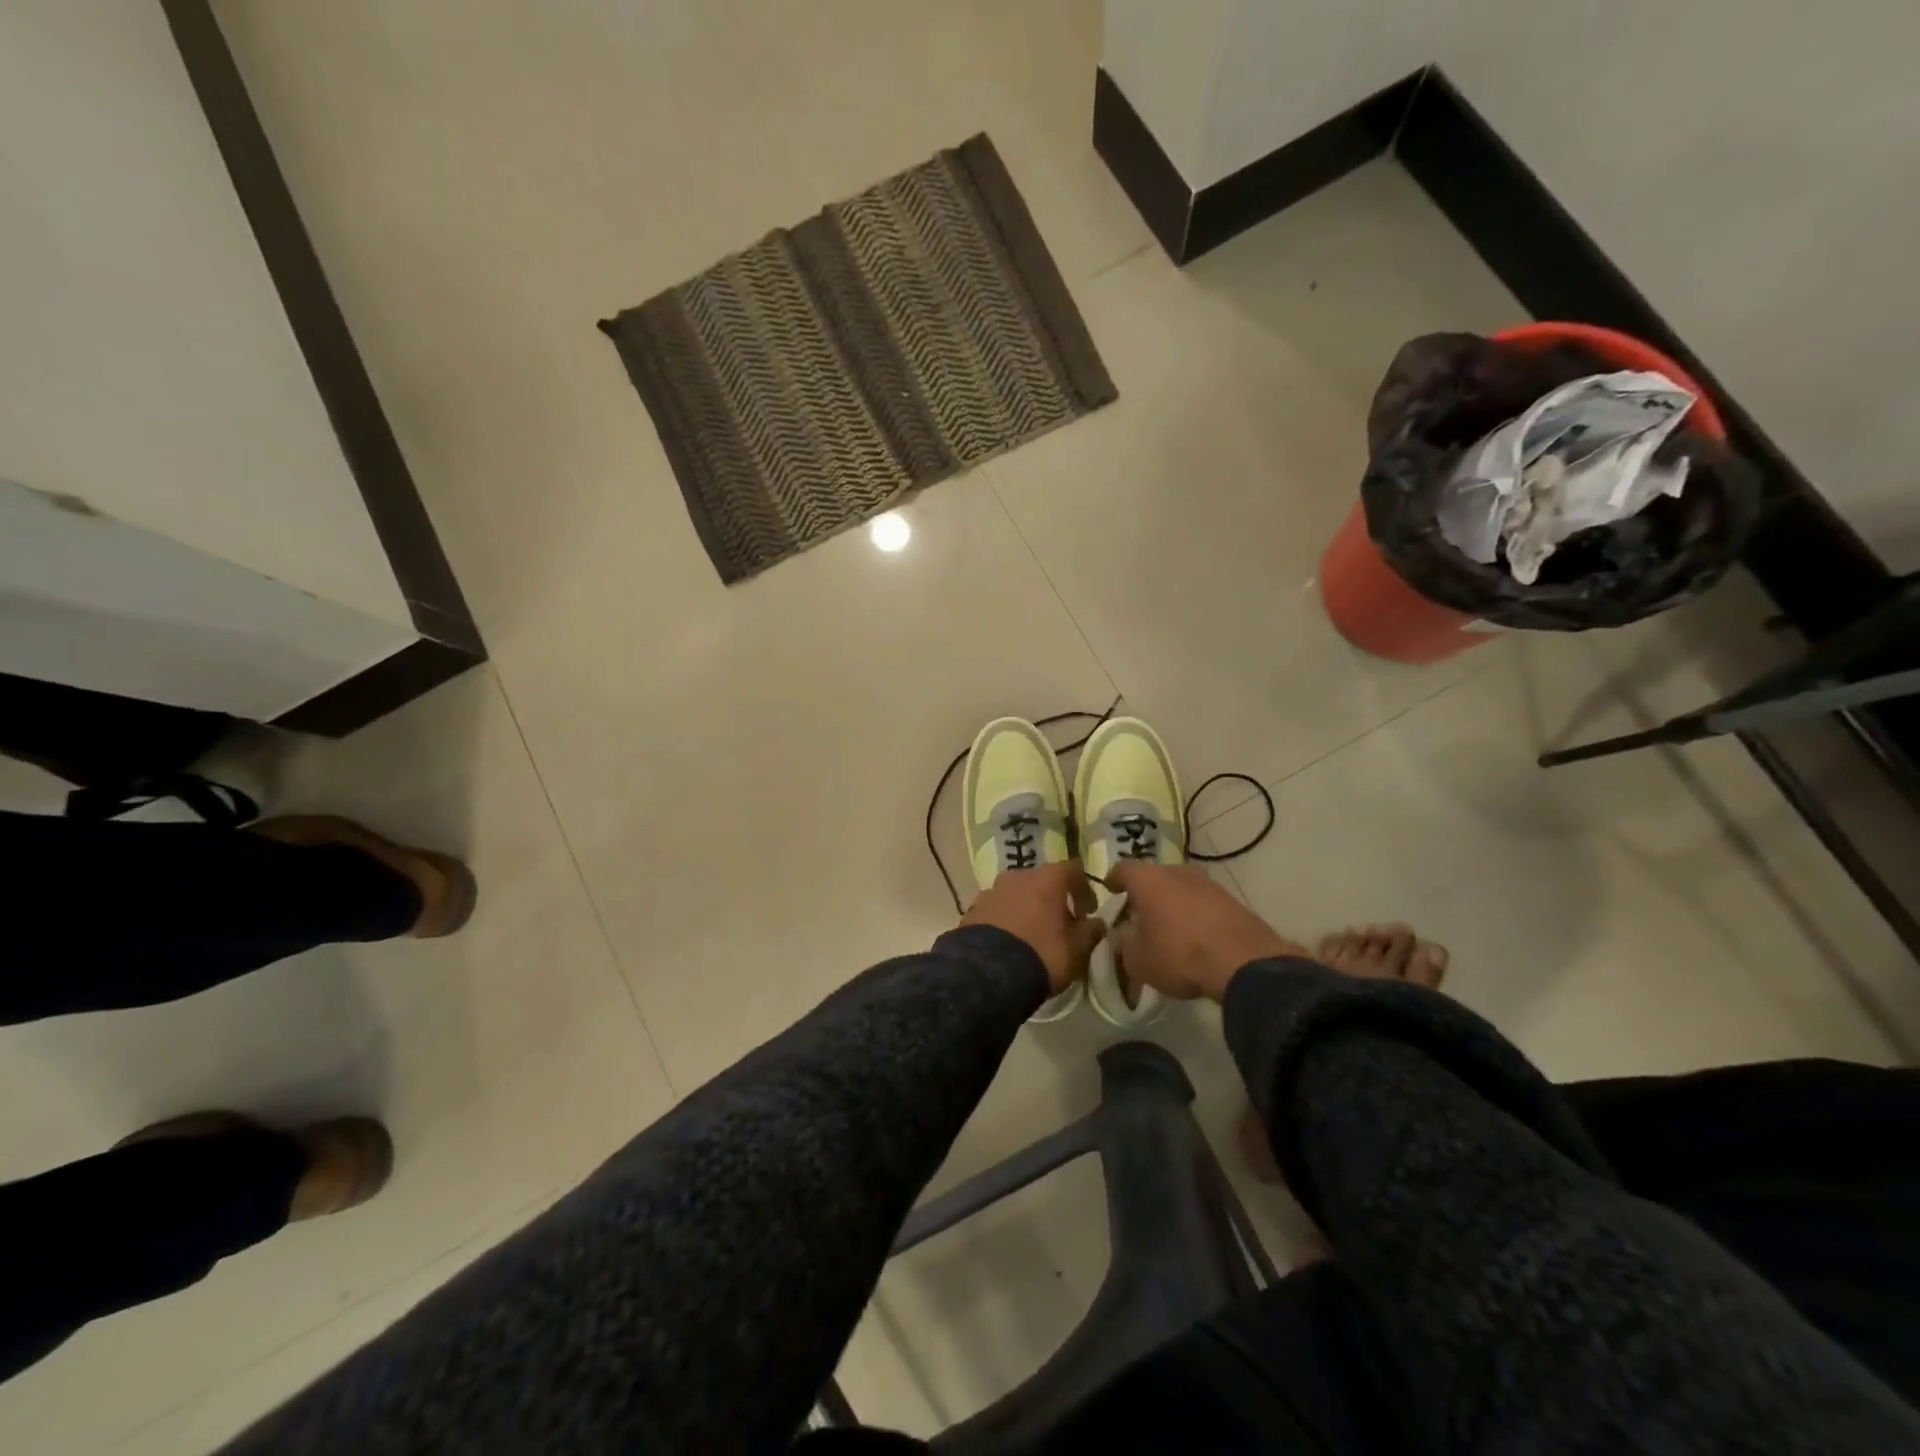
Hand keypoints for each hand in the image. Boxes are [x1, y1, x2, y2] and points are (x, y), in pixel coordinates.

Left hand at [961, 861, 1104, 993]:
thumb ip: (1091, 932)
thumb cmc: (1042, 954)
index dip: (1083, 889)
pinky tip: (1009, 943)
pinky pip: (997, 909)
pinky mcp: (972, 910)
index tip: (1088, 912)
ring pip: (1016, 894)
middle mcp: (1017, 876)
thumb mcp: (1076, 950)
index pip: (1072, 870)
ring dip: (1027, 908)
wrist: (987, 974)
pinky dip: (1006, 920)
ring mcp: (991, 891)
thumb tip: (1097, 923)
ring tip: (1032, 935)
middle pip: (1041, 881)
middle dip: (1053, 900)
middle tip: (1060, 925)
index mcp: (1046, 879)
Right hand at [1106, 863, 1304, 1001]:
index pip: (1123, 869)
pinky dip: (1194, 915)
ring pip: (1181, 889)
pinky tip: (1194, 937)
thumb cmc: (1178, 954)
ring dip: (1172, 904)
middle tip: (1139, 914)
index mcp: (1148, 879)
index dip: (1114, 880)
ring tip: (1168, 928)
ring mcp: (1208, 884)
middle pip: (1154, 877)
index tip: (1110, 889)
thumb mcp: (1137, 959)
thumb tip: (1124, 934)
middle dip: (1146, 894)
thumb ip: (1124, 943)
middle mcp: (1177, 872)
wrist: (1243, 962)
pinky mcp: (1231, 900)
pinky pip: (1203, 904)